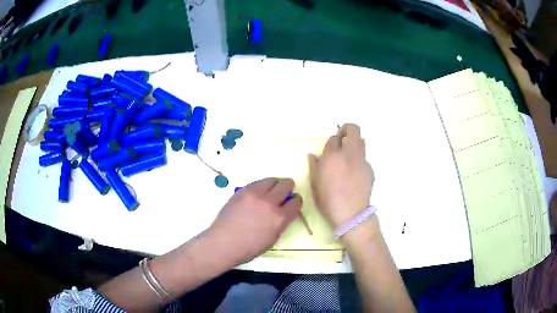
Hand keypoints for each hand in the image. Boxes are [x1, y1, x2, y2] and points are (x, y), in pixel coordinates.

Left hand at [207, 178, 301, 265]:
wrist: (224, 242)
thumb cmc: (249, 247)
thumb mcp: (272, 239)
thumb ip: (281, 222)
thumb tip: (284, 211)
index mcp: (279, 219)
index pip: (296, 202)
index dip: (296, 201)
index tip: (293, 202)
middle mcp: (270, 203)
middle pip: (286, 185)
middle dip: (289, 188)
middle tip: (285, 193)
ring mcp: (255, 194)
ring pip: (272, 179)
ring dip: (276, 184)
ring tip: (271, 190)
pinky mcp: (243, 190)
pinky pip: (258, 182)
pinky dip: (262, 185)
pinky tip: (258, 193)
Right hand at [308, 124, 373, 228]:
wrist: (351, 214)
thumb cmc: (328, 200)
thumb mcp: (315, 183)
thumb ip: (314, 165)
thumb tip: (313, 155)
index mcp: (332, 156)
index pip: (333, 138)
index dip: (331, 141)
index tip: (330, 147)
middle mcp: (349, 154)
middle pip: (353, 129)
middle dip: (347, 129)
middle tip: (342, 139)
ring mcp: (362, 161)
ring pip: (361, 141)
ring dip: (354, 142)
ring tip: (348, 155)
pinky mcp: (370, 169)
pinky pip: (364, 158)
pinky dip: (358, 159)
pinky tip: (354, 173)